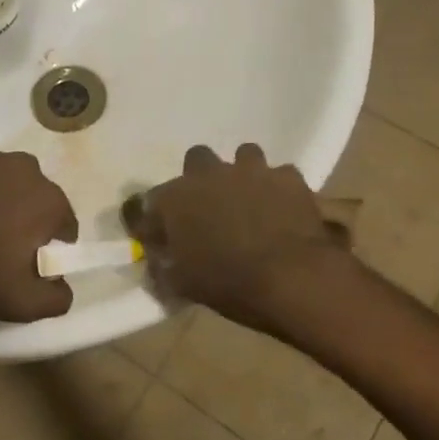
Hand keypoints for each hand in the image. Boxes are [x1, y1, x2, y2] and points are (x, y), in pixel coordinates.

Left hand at [0, 146, 78, 321]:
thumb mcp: (21, 304)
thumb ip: (56, 298)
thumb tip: (62, 287)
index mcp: (48, 199)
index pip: (65, 225)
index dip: (52, 247)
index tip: (29, 265)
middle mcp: (24, 168)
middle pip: (35, 197)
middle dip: (25, 219)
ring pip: (3, 182)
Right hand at [129, 143, 336, 330]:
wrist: (291, 277)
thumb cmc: (228, 283)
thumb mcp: (183, 284)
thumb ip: (164, 268)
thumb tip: (157, 263)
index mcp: (175, 198)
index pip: (148, 201)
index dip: (152, 217)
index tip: (157, 233)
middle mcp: (209, 174)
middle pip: (196, 159)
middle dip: (200, 177)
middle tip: (208, 205)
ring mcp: (251, 170)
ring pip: (243, 155)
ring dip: (242, 175)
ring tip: (249, 200)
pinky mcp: (288, 177)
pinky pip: (280, 175)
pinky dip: (279, 189)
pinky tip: (282, 208)